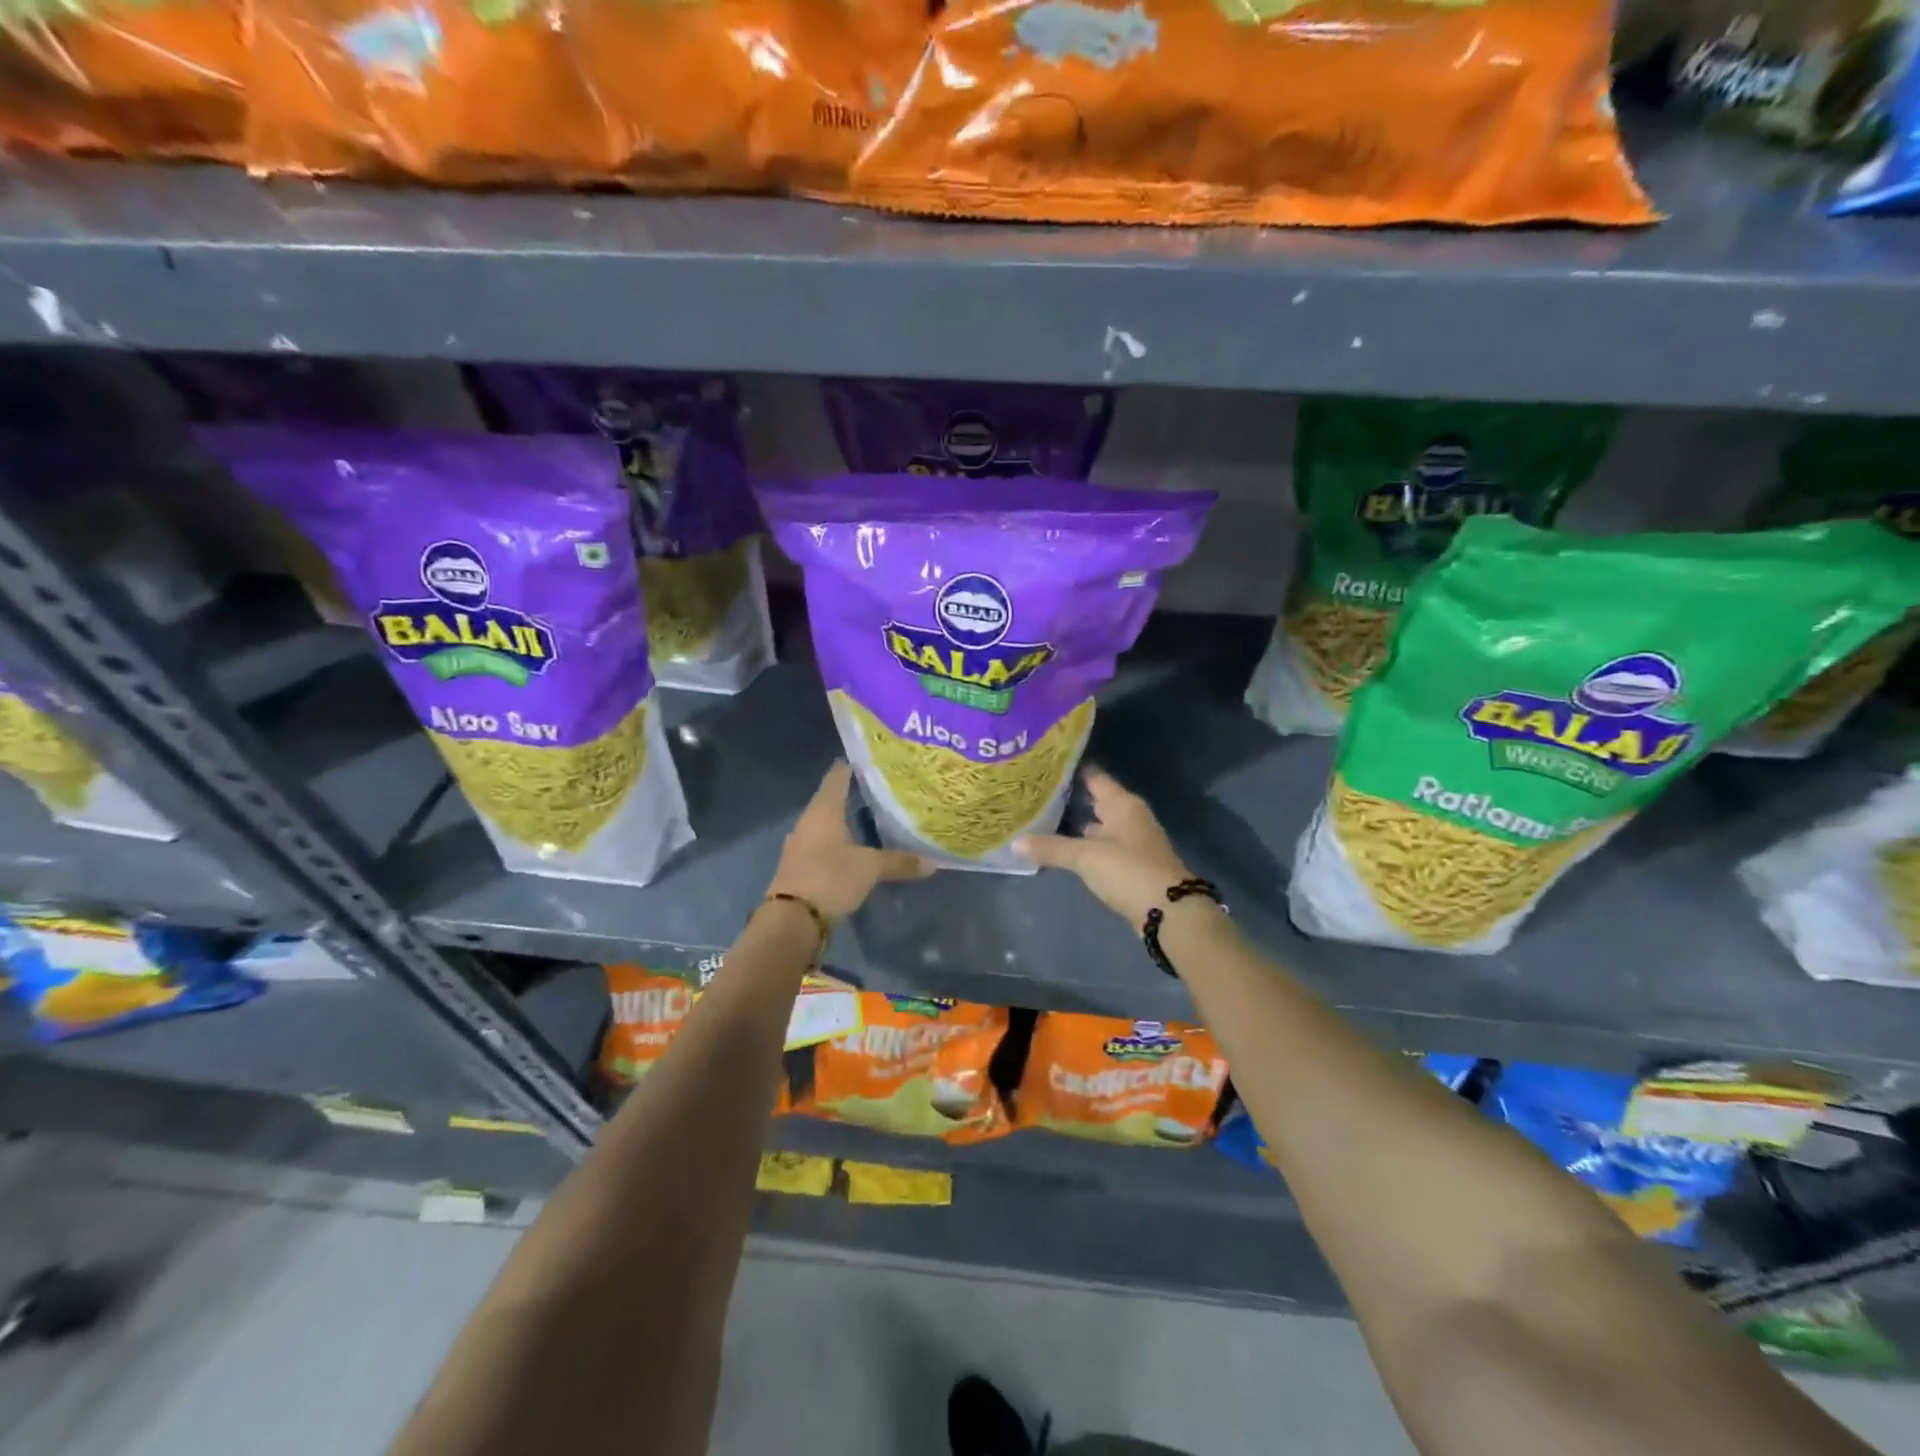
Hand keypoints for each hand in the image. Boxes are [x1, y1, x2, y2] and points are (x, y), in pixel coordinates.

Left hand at [767, 761, 934, 917]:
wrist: (791, 919)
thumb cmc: (830, 878)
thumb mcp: (870, 868)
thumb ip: (900, 862)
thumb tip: (932, 862)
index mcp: (824, 809)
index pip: (838, 775)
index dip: (854, 765)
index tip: (874, 760)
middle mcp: (808, 820)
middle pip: (832, 799)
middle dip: (855, 795)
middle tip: (882, 791)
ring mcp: (800, 842)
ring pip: (826, 823)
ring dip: (845, 821)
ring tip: (872, 819)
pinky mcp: (798, 864)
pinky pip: (821, 844)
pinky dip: (837, 842)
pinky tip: (854, 848)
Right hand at [1016, 769, 1194, 924]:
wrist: (1170, 912)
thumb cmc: (1128, 871)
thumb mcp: (1085, 857)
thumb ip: (1051, 848)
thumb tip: (1014, 842)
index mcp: (1123, 804)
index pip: (1094, 777)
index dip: (1071, 771)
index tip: (1045, 766)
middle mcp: (1130, 817)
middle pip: (1097, 801)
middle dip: (1071, 799)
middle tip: (1037, 795)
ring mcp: (1133, 841)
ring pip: (1100, 826)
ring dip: (1078, 825)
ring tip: (1044, 821)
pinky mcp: (1132, 865)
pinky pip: (1104, 847)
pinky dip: (1087, 847)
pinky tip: (1066, 851)